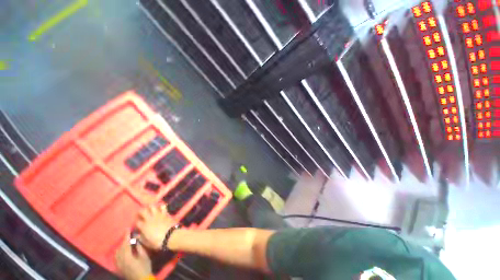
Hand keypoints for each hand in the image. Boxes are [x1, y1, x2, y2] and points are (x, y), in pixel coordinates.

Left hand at [115, 236, 151, 279]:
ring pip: (117, 252)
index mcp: (127, 257)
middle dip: (124, 241)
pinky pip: (116, 257)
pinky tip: (122, 250)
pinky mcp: (119, 267)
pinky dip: (119, 251)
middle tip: (128, 235)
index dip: (126, 236)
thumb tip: (136, 239)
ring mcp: (119, 264)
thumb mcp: (144, 256)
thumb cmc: (144, 267)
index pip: (125, 244)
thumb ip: (139, 247)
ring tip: (126, 242)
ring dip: (121, 246)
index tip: (127, 229)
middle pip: (120, 248)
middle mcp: (120, 260)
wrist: (141, 279)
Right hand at [136, 204, 176, 250]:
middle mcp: (149, 219)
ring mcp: (158, 215)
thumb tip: (137, 235)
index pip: (137, 222)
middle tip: (141, 213)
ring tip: (150, 208)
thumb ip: (141, 238)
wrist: (170, 236)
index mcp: (144, 226)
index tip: (137, 224)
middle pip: (143, 211)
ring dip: (151, 207)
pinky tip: (161, 207)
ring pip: (152, 207)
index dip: (136, 223)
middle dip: (141, 211)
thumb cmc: (157, 242)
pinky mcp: (165, 213)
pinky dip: (161, 206)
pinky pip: (163, 207)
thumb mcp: (146, 243)